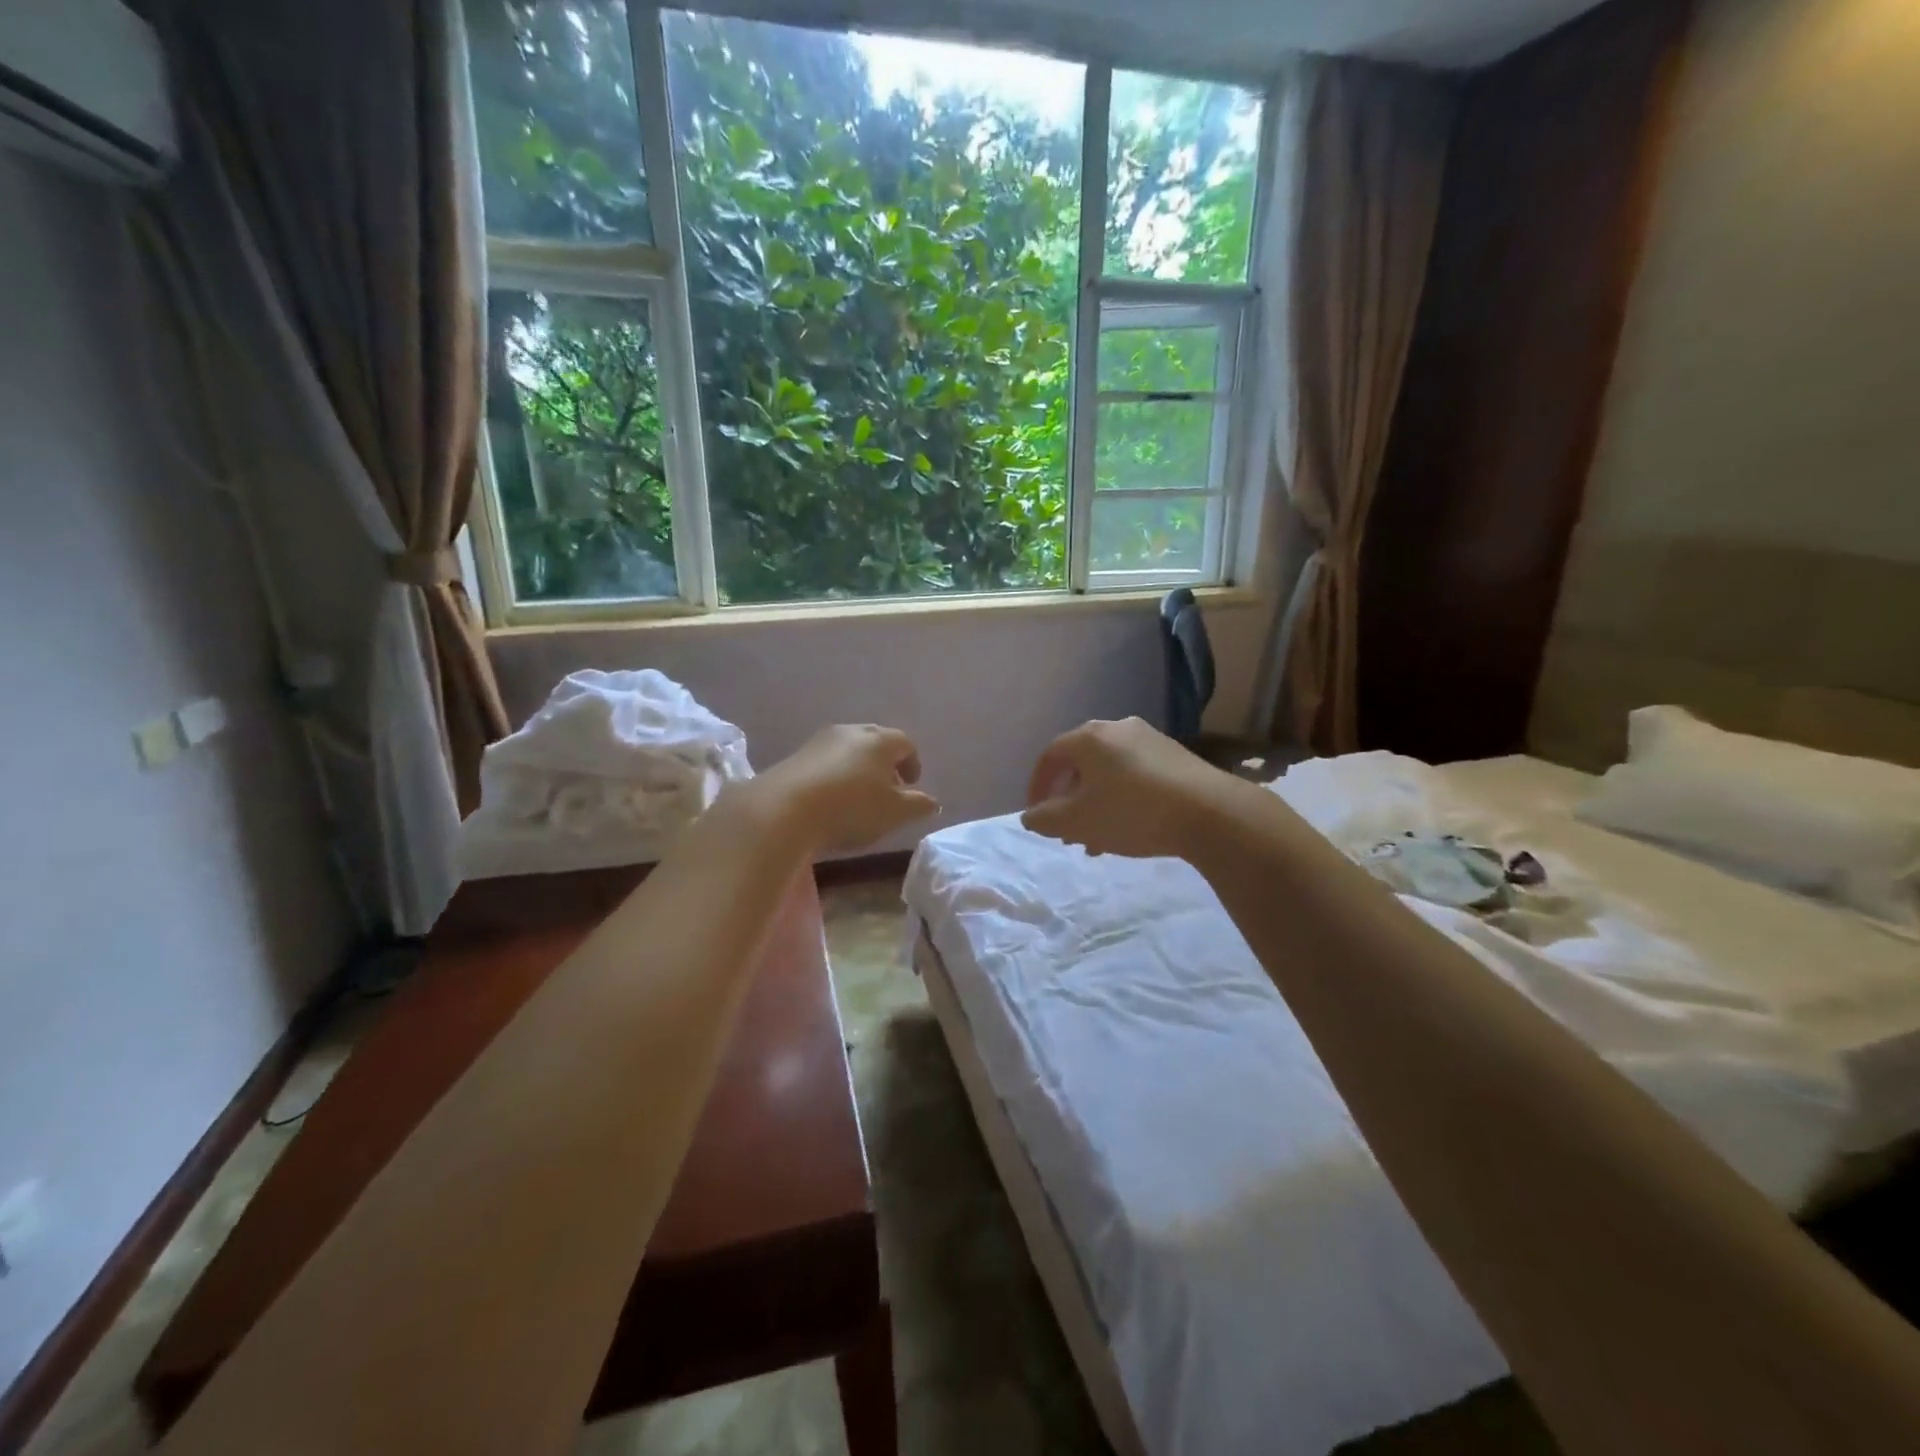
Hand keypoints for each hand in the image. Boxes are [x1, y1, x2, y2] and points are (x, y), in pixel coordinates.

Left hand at [754, 724, 938, 853]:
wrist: (784, 810)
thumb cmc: (852, 808)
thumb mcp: (894, 813)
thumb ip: (917, 805)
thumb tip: (932, 801)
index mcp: (880, 740)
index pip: (906, 743)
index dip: (912, 763)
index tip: (911, 785)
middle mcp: (851, 731)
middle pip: (876, 741)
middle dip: (885, 763)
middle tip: (887, 789)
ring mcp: (819, 741)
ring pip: (848, 749)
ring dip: (858, 768)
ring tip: (858, 797)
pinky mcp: (795, 756)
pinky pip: (824, 761)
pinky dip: (834, 775)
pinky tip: (830, 800)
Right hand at [1022, 716, 1228, 859]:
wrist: (1210, 812)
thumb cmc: (1131, 812)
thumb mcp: (1077, 822)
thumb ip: (1046, 818)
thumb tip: (1031, 815)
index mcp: (1089, 737)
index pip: (1050, 756)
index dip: (1037, 786)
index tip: (1037, 814)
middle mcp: (1118, 728)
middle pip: (1081, 763)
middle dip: (1070, 799)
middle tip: (1068, 830)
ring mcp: (1150, 739)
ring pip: (1110, 772)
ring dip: (1096, 803)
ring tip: (1097, 839)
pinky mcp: (1176, 756)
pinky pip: (1135, 775)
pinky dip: (1122, 798)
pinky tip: (1129, 828)